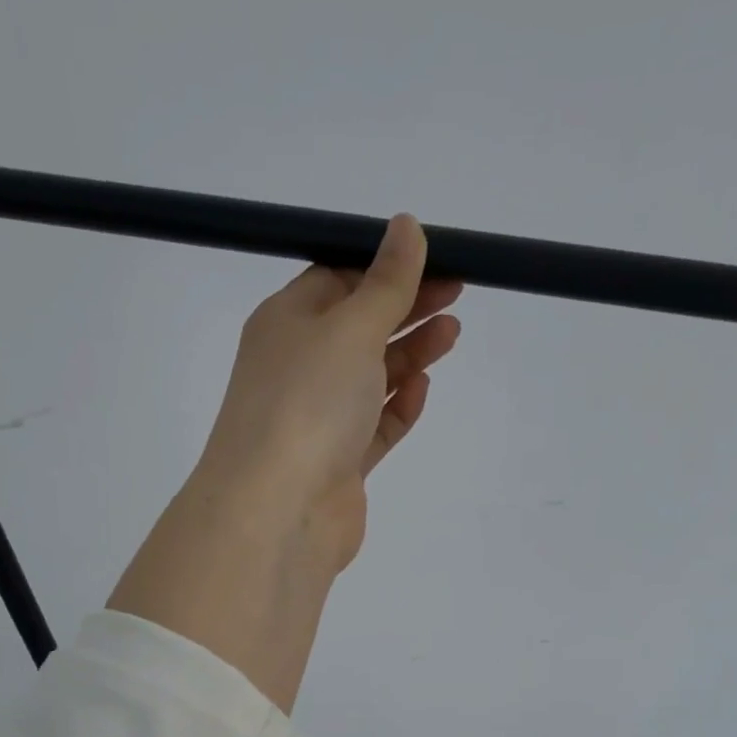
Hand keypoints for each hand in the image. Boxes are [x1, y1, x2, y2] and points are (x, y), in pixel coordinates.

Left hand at [108, 217, 462, 714]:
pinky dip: (397, 407)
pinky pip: (374, 427)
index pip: (337, 279)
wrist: (279, 511)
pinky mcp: (340, 464)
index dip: (386, 267)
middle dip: (406, 308)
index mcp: (286, 322)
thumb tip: (406, 225)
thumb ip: (386, 283)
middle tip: (457, 294)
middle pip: (358, 328)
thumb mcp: (350, 328)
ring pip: (370, 378)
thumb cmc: (308, 404)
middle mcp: (298, 367)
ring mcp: (319, 419)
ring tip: (452, 333)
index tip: (436, 260)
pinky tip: (421, 389)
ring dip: (408, 354)